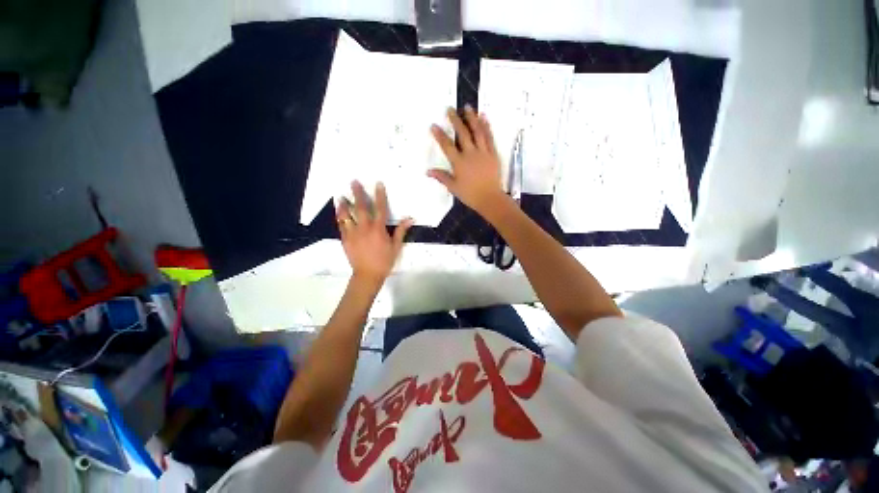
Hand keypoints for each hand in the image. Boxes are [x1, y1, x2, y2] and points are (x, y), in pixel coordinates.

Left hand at [337, 181, 412, 285]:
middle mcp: (364, 228)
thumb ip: (401, 231)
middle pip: (361, 208)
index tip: (378, 184)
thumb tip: (410, 219)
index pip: (380, 209)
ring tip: (340, 196)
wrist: (367, 275)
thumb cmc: (384, 261)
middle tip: (353, 182)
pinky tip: (338, 211)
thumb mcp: (396, 247)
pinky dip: (340, 217)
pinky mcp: (345, 239)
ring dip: (344, 204)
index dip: (380, 195)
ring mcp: (353, 233)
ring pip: (347, 215)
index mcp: (378, 229)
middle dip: (358, 194)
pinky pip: (341, 225)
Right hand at [428, 106, 507, 214]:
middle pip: (462, 133)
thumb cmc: (470, 195)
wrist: (490, 198)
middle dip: (455, 120)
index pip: (447, 146)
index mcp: (459, 163)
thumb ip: (441, 177)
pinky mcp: (493, 154)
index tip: (433, 125)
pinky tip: (484, 117)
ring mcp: (483, 152)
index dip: (440, 135)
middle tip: (450, 109)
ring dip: (472, 118)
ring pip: (477, 132)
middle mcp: (470, 154)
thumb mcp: (453, 187)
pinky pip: (489, 138)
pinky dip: (487, 127)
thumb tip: (428, 171)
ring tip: (468, 107)